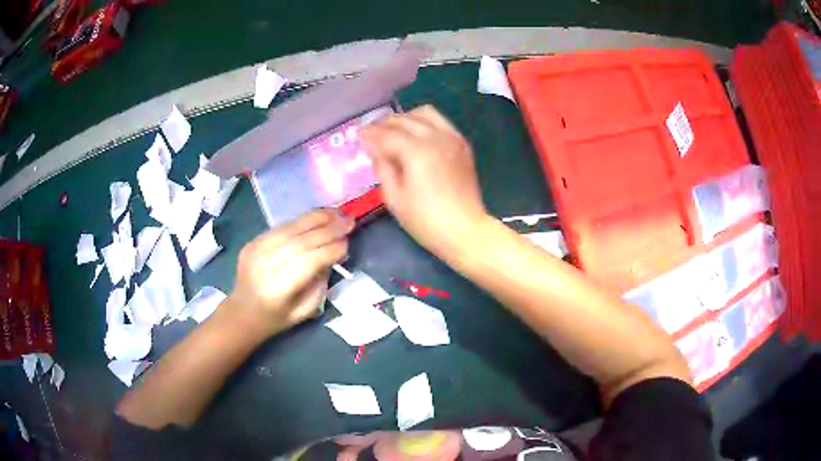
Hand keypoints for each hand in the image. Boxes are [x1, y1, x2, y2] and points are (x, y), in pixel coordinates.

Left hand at [227, 210, 352, 334]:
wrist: (243, 311)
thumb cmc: (277, 317)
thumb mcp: (305, 311)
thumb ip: (320, 284)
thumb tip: (332, 256)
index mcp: (280, 288)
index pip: (311, 260)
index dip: (332, 249)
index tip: (349, 242)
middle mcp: (267, 264)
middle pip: (302, 240)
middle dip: (329, 229)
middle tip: (350, 220)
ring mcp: (257, 249)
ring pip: (292, 228)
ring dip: (317, 218)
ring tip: (337, 212)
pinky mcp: (253, 241)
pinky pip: (281, 226)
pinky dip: (301, 221)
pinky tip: (316, 217)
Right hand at [361, 105, 488, 256]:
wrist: (466, 230)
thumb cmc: (426, 220)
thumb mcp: (394, 198)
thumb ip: (382, 167)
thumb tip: (374, 148)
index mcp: (416, 151)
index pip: (386, 133)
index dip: (369, 133)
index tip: (357, 135)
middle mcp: (435, 137)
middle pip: (404, 119)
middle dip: (383, 124)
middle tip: (372, 135)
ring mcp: (452, 138)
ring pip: (424, 113)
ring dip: (405, 118)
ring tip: (394, 132)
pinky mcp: (462, 144)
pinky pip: (440, 122)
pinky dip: (424, 123)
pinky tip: (416, 137)